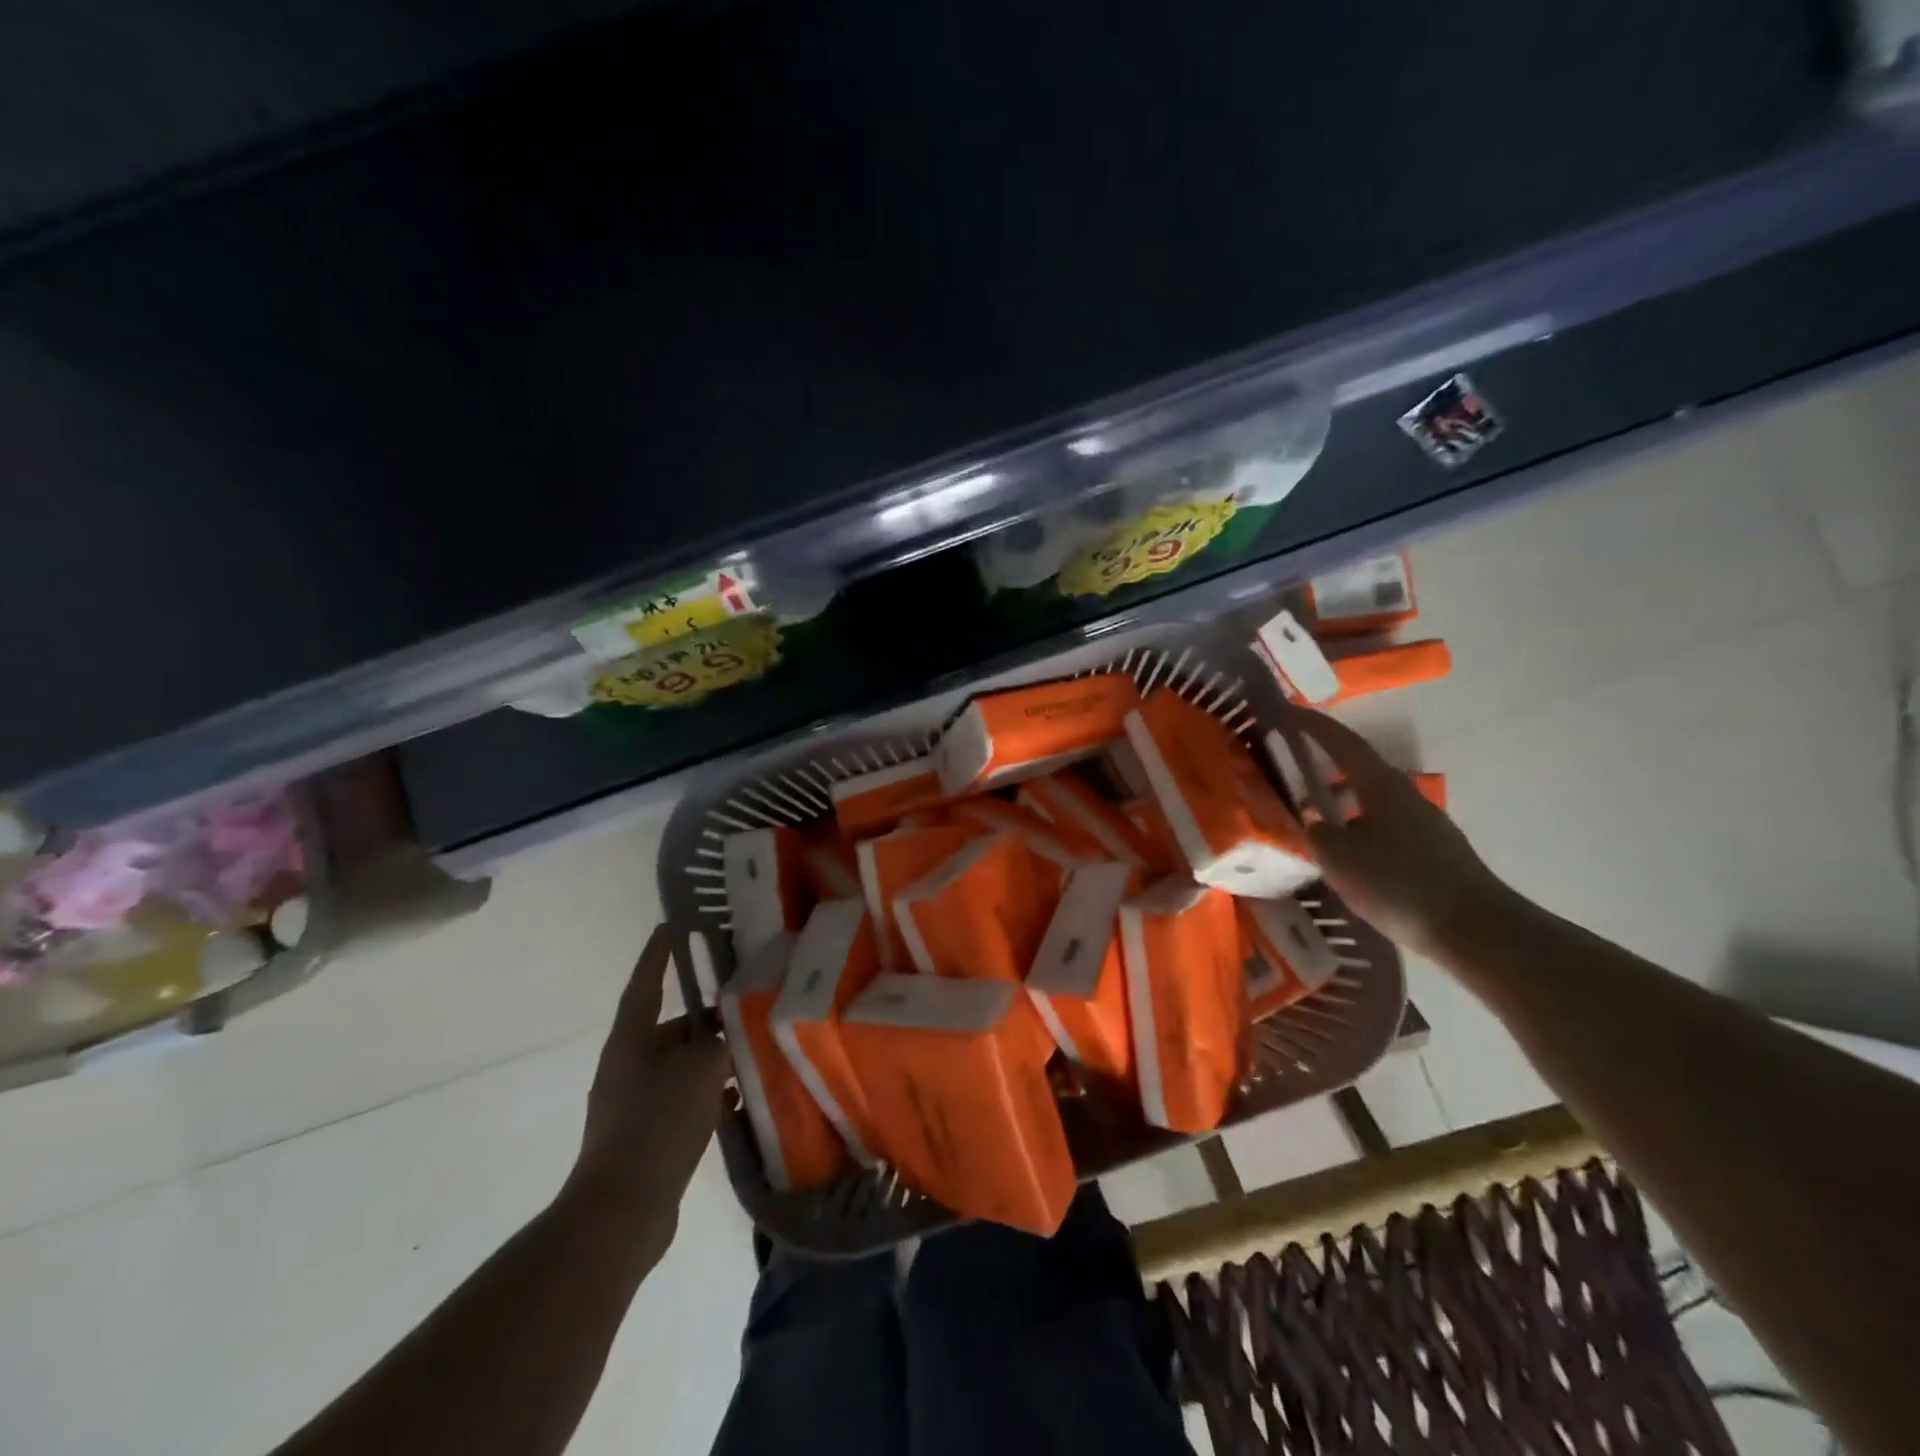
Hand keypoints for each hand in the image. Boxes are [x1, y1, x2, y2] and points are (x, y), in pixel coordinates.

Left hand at [563, 924, 728, 1257]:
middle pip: (669, 1027)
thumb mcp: (699, 1069)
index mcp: (630, 1041)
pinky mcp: (647, 1137)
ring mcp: (634, 1104)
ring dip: (712, 1057)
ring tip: (751, 1047)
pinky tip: (741, 1096)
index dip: (659, 955)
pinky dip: (710, 1094)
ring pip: (680, 1066)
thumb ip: (718, 1042)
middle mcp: (627, 1066)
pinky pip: (684, 1101)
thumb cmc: (657, 1125)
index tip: (672, 926)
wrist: (620, 1214)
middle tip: (743, 999)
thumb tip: (727, 1032)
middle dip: (705, 1015)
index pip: (646, 984)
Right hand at [1284, 708, 1511, 957]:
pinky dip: (1359, 831)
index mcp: (1381, 787)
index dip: (1314, 726)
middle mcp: (1406, 796)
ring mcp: (1424, 824)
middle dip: (1325, 772)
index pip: (1343, 744)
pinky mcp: (1434, 852)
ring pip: (1372, 804)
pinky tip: (1348, 859)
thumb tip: (1316, 824)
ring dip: (1342, 807)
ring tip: (1314, 827)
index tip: (1289, 711)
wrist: (1476, 929)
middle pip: (1359, 773)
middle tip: (1291, 778)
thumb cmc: (1399, 883)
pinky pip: (1385, 829)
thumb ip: (1318, 834)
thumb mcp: (1340, 859)